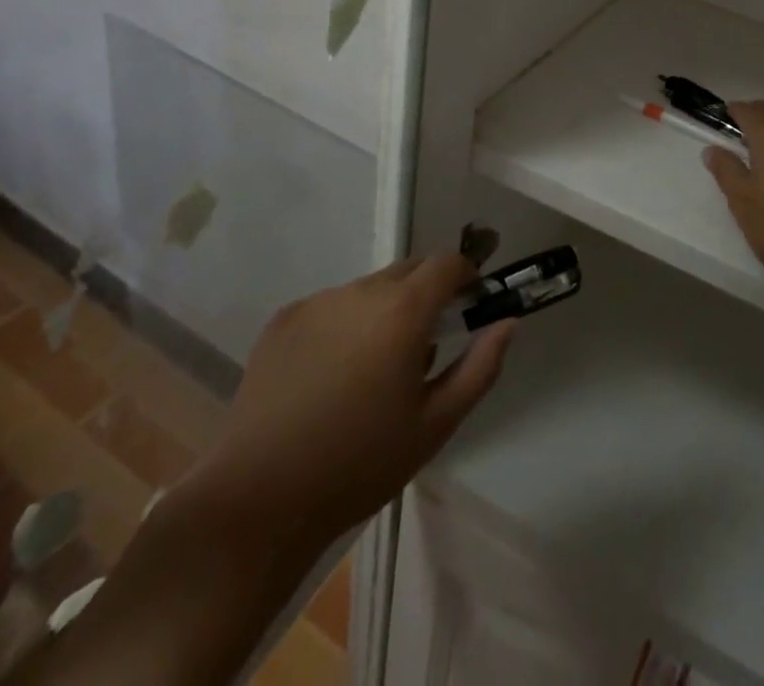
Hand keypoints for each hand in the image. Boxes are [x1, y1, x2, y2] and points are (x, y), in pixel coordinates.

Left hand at [193, 255, 513, 551]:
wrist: (257, 499)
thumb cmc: (359, 465)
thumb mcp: (435, 424)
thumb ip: (480, 367)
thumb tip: (506, 322)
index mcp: (403, 311)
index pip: (446, 263)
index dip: (464, 277)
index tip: (468, 306)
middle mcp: (360, 291)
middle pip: (407, 271)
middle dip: (425, 295)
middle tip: (422, 347)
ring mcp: (317, 302)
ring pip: (367, 290)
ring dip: (382, 311)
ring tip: (370, 371)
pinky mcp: (282, 320)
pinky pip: (329, 307)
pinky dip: (343, 325)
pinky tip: (328, 377)